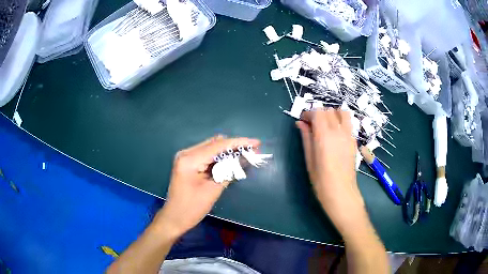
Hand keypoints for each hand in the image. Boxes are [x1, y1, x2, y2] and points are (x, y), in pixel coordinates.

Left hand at [154, 135, 259, 238]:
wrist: (174, 218)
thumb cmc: (192, 208)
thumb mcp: (213, 190)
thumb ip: (229, 171)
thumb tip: (246, 158)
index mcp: (190, 159)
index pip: (218, 145)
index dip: (239, 143)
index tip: (256, 143)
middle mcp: (186, 153)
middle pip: (215, 143)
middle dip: (235, 146)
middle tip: (252, 151)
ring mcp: (186, 157)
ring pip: (212, 148)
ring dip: (228, 151)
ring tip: (245, 155)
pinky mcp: (188, 163)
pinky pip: (207, 155)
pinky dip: (220, 158)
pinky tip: (231, 161)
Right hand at [296, 110, 365, 236]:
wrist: (342, 193)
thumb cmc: (321, 180)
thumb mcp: (309, 159)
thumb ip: (306, 138)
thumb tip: (300, 123)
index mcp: (325, 136)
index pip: (318, 112)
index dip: (308, 113)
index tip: (303, 121)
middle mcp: (339, 131)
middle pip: (329, 110)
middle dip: (319, 113)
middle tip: (312, 124)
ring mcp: (349, 135)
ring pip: (342, 112)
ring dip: (333, 114)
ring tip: (326, 125)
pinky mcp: (354, 141)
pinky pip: (349, 123)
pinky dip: (341, 121)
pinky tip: (335, 134)